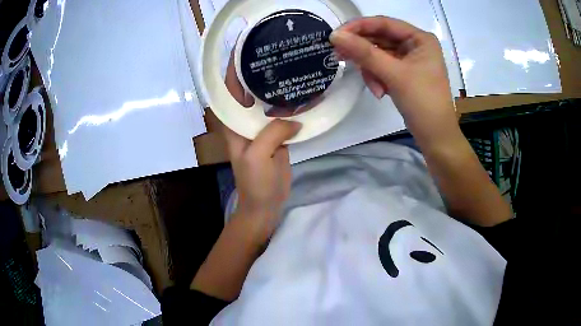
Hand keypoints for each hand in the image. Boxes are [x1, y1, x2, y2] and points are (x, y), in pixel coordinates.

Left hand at [223, 50, 301, 244]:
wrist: (266, 203)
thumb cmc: (255, 182)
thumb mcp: (258, 156)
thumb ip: (273, 133)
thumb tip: (293, 119)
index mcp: (233, 122)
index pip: (228, 89)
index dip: (231, 69)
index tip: (242, 48)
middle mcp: (245, 119)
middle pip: (249, 89)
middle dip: (258, 70)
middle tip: (274, 51)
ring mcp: (262, 126)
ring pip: (268, 100)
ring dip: (278, 85)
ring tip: (292, 65)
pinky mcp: (278, 134)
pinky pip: (285, 115)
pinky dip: (294, 105)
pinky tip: (306, 93)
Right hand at [330, 16, 457, 144]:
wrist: (435, 136)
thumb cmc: (422, 101)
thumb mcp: (393, 74)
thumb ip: (364, 52)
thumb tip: (335, 35)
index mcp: (420, 38)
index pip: (384, 23)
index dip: (359, 27)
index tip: (336, 35)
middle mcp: (415, 45)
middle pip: (380, 39)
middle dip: (364, 53)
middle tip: (340, 58)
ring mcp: (410, 60)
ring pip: (379, 55)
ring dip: (372, 70)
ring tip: (376, 89)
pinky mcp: (405, 73)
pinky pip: (383, 68)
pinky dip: (378, 78)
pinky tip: (381, 92)